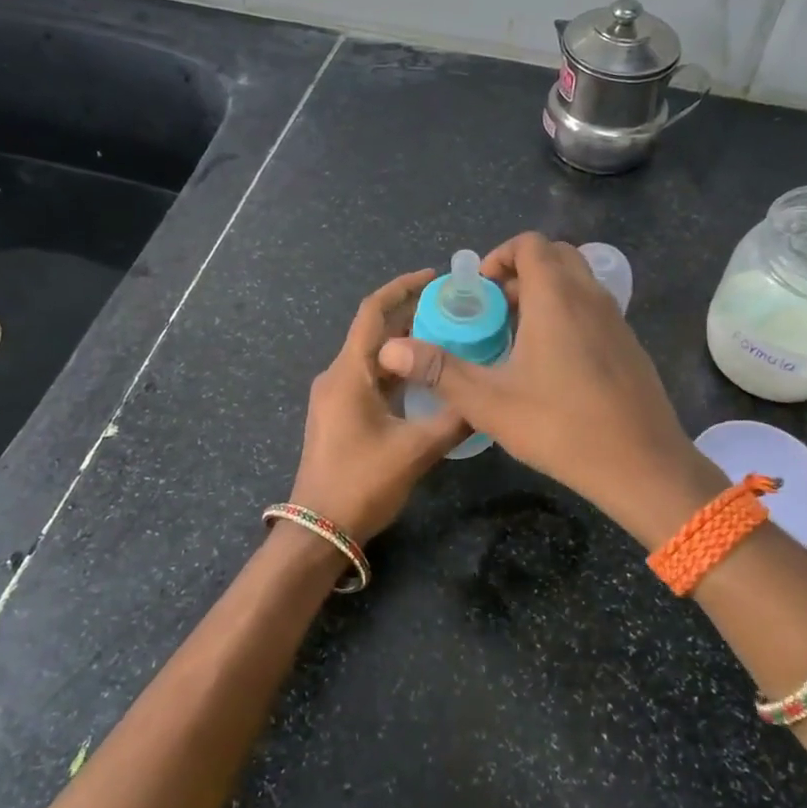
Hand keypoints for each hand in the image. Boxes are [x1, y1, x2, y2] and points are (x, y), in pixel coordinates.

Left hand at [288, 270, 467, 543]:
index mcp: (348, 373)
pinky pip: (369, 378)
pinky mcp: (339, 415)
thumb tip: (488, 400)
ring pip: (372, 357)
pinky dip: (397, 370)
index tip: (434, 276)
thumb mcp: (416, 450)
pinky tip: (426, 378)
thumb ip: (454, 419)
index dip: (402, 288)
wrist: (318, 530)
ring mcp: (334, 396)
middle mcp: (337, 376)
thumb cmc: (362, 484)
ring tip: (447, 337)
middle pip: (373, 331)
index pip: (372, 312)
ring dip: (405, 344)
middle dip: (410, 314)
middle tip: (453, 308)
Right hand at [377, 233, 725, 547]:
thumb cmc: (561, 426)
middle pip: (556, 256)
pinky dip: (568, 313)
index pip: (530, 244)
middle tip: (494, 310)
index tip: (480, 290)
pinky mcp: (629, 344)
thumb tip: (388, 348)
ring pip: (577, 282)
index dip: (500, 256)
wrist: (643, 465)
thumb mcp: (490, 402)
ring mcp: (615, 320)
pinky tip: (551, 363)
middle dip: (521, 272)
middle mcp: (590, 297)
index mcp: (556, 298)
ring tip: (517, 336)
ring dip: (545, 293)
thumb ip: (439, 370)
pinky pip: (593, 308)